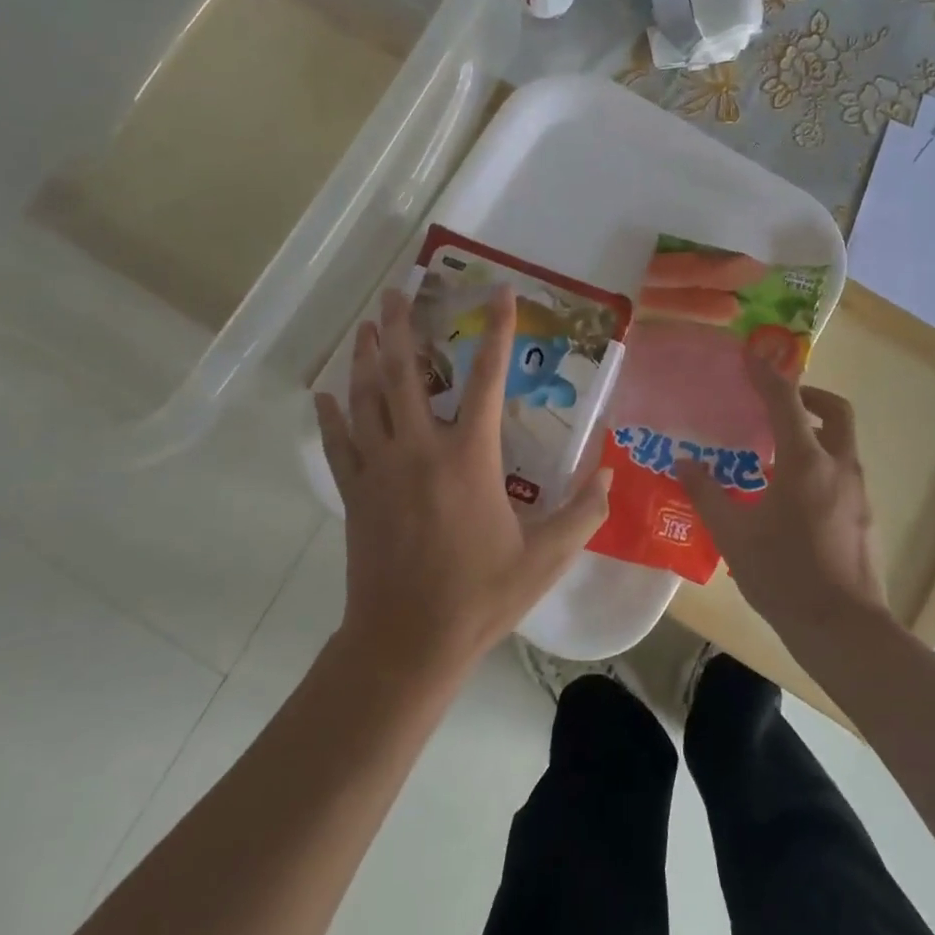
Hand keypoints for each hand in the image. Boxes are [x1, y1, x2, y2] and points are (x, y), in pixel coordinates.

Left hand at [315, 285, 610, 682]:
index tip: (499, 292)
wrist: (406, 643)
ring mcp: (380, 469)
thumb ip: (584, 512)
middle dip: (401, 327)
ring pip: (367, 399)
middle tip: (396, 291)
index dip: (496, 330)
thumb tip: (609, 472)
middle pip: (404, 373)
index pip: (487, 378)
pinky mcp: (355, 493)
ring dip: (366, 357)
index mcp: (469, 457)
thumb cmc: (479, 596)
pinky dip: (331, 415)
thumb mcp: (546, 558)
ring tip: (366, 325)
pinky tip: (325, 393)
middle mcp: (420, 449)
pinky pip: (338, 443)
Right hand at [678, 356, 886, 647]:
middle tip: (780, 402)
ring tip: (779, 449)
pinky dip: (822, 461)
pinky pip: (843, 470)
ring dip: (817, 430)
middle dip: (810, 395)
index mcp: (805, 463)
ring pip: (843, 441)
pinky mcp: (864, 515)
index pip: (787, 402)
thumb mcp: (733, 535)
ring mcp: (858, 492)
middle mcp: (838, 466)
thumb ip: (706, 494)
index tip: (751, 356)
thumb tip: (682, 463)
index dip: (767, 375)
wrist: (843, 630)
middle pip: (836, 410)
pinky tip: (794, 492)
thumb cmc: (783, 575)